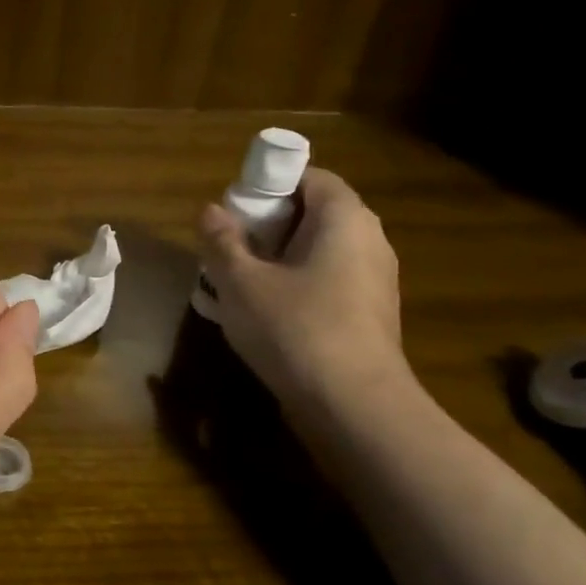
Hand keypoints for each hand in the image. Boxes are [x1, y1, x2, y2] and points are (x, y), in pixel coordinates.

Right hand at [197, 168, 407, 404]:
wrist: (353, 406)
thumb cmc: (294, 328)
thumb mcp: (241, 282)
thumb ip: (222, 241)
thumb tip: (210, 211)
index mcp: (344, 219)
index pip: (310, 178)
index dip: (269, 186)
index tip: (235, 211)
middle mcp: (369, 241)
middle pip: (313, 215)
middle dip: (267, 227)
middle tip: (228, 248)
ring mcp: (375, 281)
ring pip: (317, 254)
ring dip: (277, 261)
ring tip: (237, 284)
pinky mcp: (370, 316)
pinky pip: (326, 284)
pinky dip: (295, 287)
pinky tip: (264, 316)